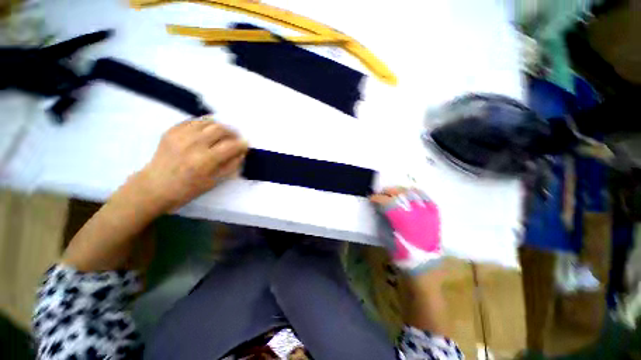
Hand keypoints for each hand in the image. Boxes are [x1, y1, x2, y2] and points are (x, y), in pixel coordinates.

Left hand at [136, 116, 248, 211]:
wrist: (155, 186)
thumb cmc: (187, 189)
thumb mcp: (214, 182)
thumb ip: (231, 166)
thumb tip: (241, 153)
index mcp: (205, 160)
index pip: (231, 146)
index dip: (242, 144)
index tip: (246, 144)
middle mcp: (194, 144)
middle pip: (220, 129)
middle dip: (233, 132)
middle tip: (236, 137)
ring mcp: (180, 135)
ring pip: (208, 122)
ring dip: (220, 126)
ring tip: (224, 133)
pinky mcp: (171, 131)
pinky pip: (193, 121)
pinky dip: (205, 124)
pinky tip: (208, 130)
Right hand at [370, 187, 442, 274]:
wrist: (425, 264)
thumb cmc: (401, 252)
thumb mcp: (386, 235)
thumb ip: (382, 218)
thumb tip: (378, 206)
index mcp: (400, 217)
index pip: (385, 201)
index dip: (376, 198)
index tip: (371, 199)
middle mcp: (414, 210)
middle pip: (398, 192)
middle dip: (387, 191)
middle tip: (381, 195)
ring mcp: (426, 210)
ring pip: (411, 191)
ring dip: (400, 190)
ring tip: (394, 193)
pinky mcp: (434, 212)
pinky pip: (425, 196)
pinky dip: (416, 192)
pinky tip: (409, 194)